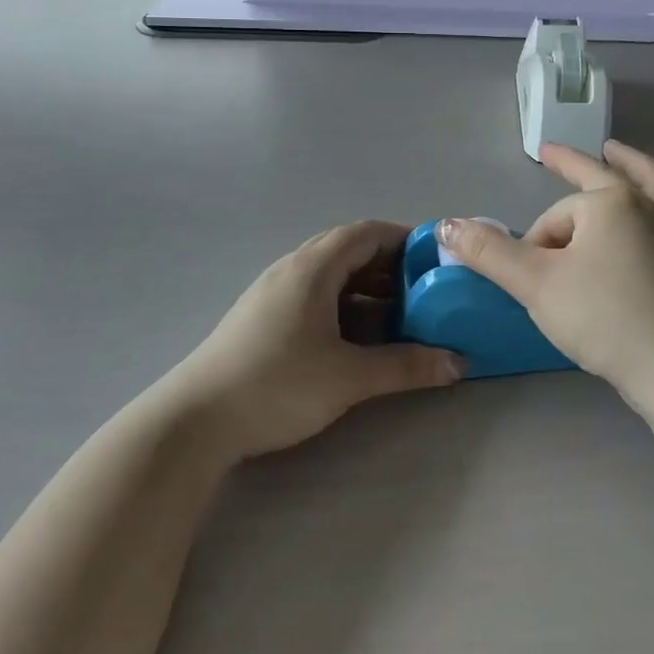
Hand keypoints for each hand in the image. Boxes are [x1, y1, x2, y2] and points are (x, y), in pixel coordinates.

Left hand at [161, 220, 462, 462]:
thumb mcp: (349, 377)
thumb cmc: (277, 385)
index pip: (366, 232)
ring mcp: (273, 292)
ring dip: (366, 288)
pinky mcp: (262, 317)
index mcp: (313, 268)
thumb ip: (406, 366)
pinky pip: (314, 295)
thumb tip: (458, 362)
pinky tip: (357, 337)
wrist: (194, 421)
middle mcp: (292, 269)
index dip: (404, 239)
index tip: (434, 260)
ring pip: (330, 276)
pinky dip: (343, 305)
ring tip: (399, 315)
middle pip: (349, 250)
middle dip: (389, 266)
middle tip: (423, 290)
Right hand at [436, 141, 653, 406]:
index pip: (556, 216)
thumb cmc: (600, 315)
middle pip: (607, 177)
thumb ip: (489, 251)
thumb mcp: (534, 282)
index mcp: (610, 203)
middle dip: (574, 164)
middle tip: (552, 152)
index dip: (536, 244)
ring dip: (633, 168)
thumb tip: (447, 225)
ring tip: (619, 156)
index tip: (533, 279)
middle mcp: (647, 207)